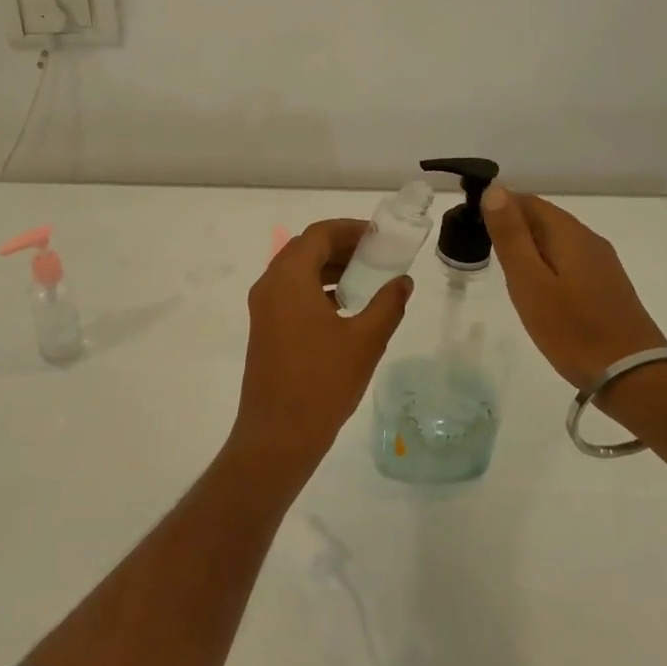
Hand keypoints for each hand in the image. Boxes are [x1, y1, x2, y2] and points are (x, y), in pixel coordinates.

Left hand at [232, 219, 412, 478]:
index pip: (318, 234)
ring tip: (367, 278)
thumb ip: (388, 304)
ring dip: (329, 268)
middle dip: (341, 246)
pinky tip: (345, 307)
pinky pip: (291, 293)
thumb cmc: (322, 383)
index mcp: (288, 278)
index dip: (350, 229)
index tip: (380, 236)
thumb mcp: (365, 341)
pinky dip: (317, 289)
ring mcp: (263, 309)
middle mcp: (270, 285)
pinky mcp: (265, 329)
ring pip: (297, 272)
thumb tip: (403, 282)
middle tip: (377, 254)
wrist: (277, 436)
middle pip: (305, 249)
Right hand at [482, 184, 666, 388]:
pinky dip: (546, 264)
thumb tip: (495, 189)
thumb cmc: (572, 330)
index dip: (497, 207)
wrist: (632, 376)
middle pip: (543, 218)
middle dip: (512, 227)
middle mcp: (589, 239)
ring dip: (528, 247)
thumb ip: (511, 236)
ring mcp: (602, 263)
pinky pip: (568, 260)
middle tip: (483, 253)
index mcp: (569, 233)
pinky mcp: (606, 285)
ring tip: (505, 272)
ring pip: (556, 240)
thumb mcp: (530, 282)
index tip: (472, 229)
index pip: (527, 201)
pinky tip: (537, 289)